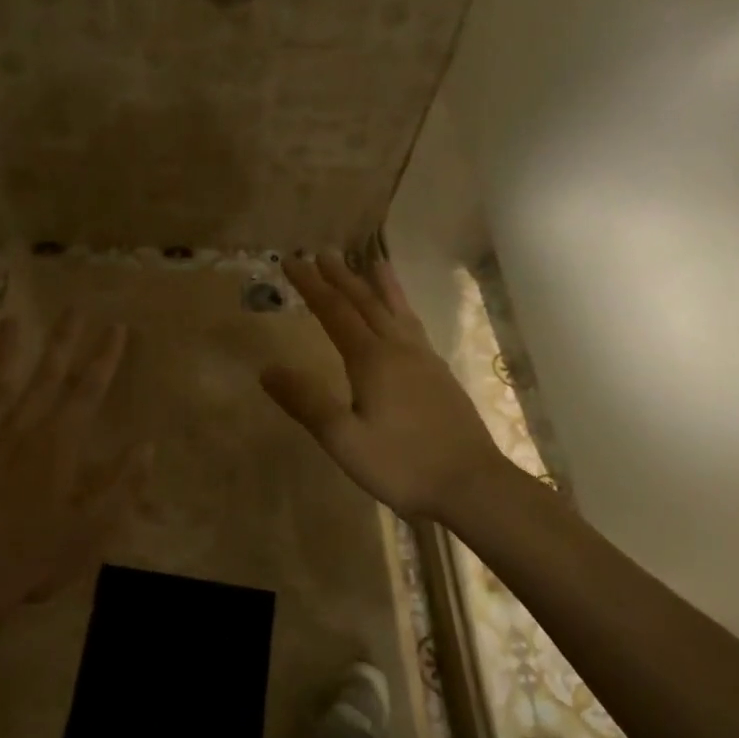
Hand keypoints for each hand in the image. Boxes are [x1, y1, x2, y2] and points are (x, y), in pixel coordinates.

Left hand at [0, 311, 150, 630]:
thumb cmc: (37, 552)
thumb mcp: (93, 526)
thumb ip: (122, 484)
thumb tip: (147, 446)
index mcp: (61, 441)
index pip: (90, 388)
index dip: (106, 357)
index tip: (117, 328)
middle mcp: (26, 427)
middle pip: (48, 374)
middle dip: (64, 340)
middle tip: (74, 307)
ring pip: (2, 384)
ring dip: (7, 352)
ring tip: (10, 321)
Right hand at [262, 251, 511, 521]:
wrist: (471, 484)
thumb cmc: (402, 464)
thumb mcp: (344, 440)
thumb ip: (306, 402)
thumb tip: (267, 369)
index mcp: (372, 360)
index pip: (334, 312)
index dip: (311, 286)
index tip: (292, 262)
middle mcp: (399, 349)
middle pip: (366, 303)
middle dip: (341, 277)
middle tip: (322, 253)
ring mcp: (425, 360)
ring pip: (396, 311)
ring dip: (379, 285)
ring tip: (373, 262)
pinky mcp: (440, 375)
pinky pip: (415, 327)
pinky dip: (403, 309)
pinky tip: (405, 318)